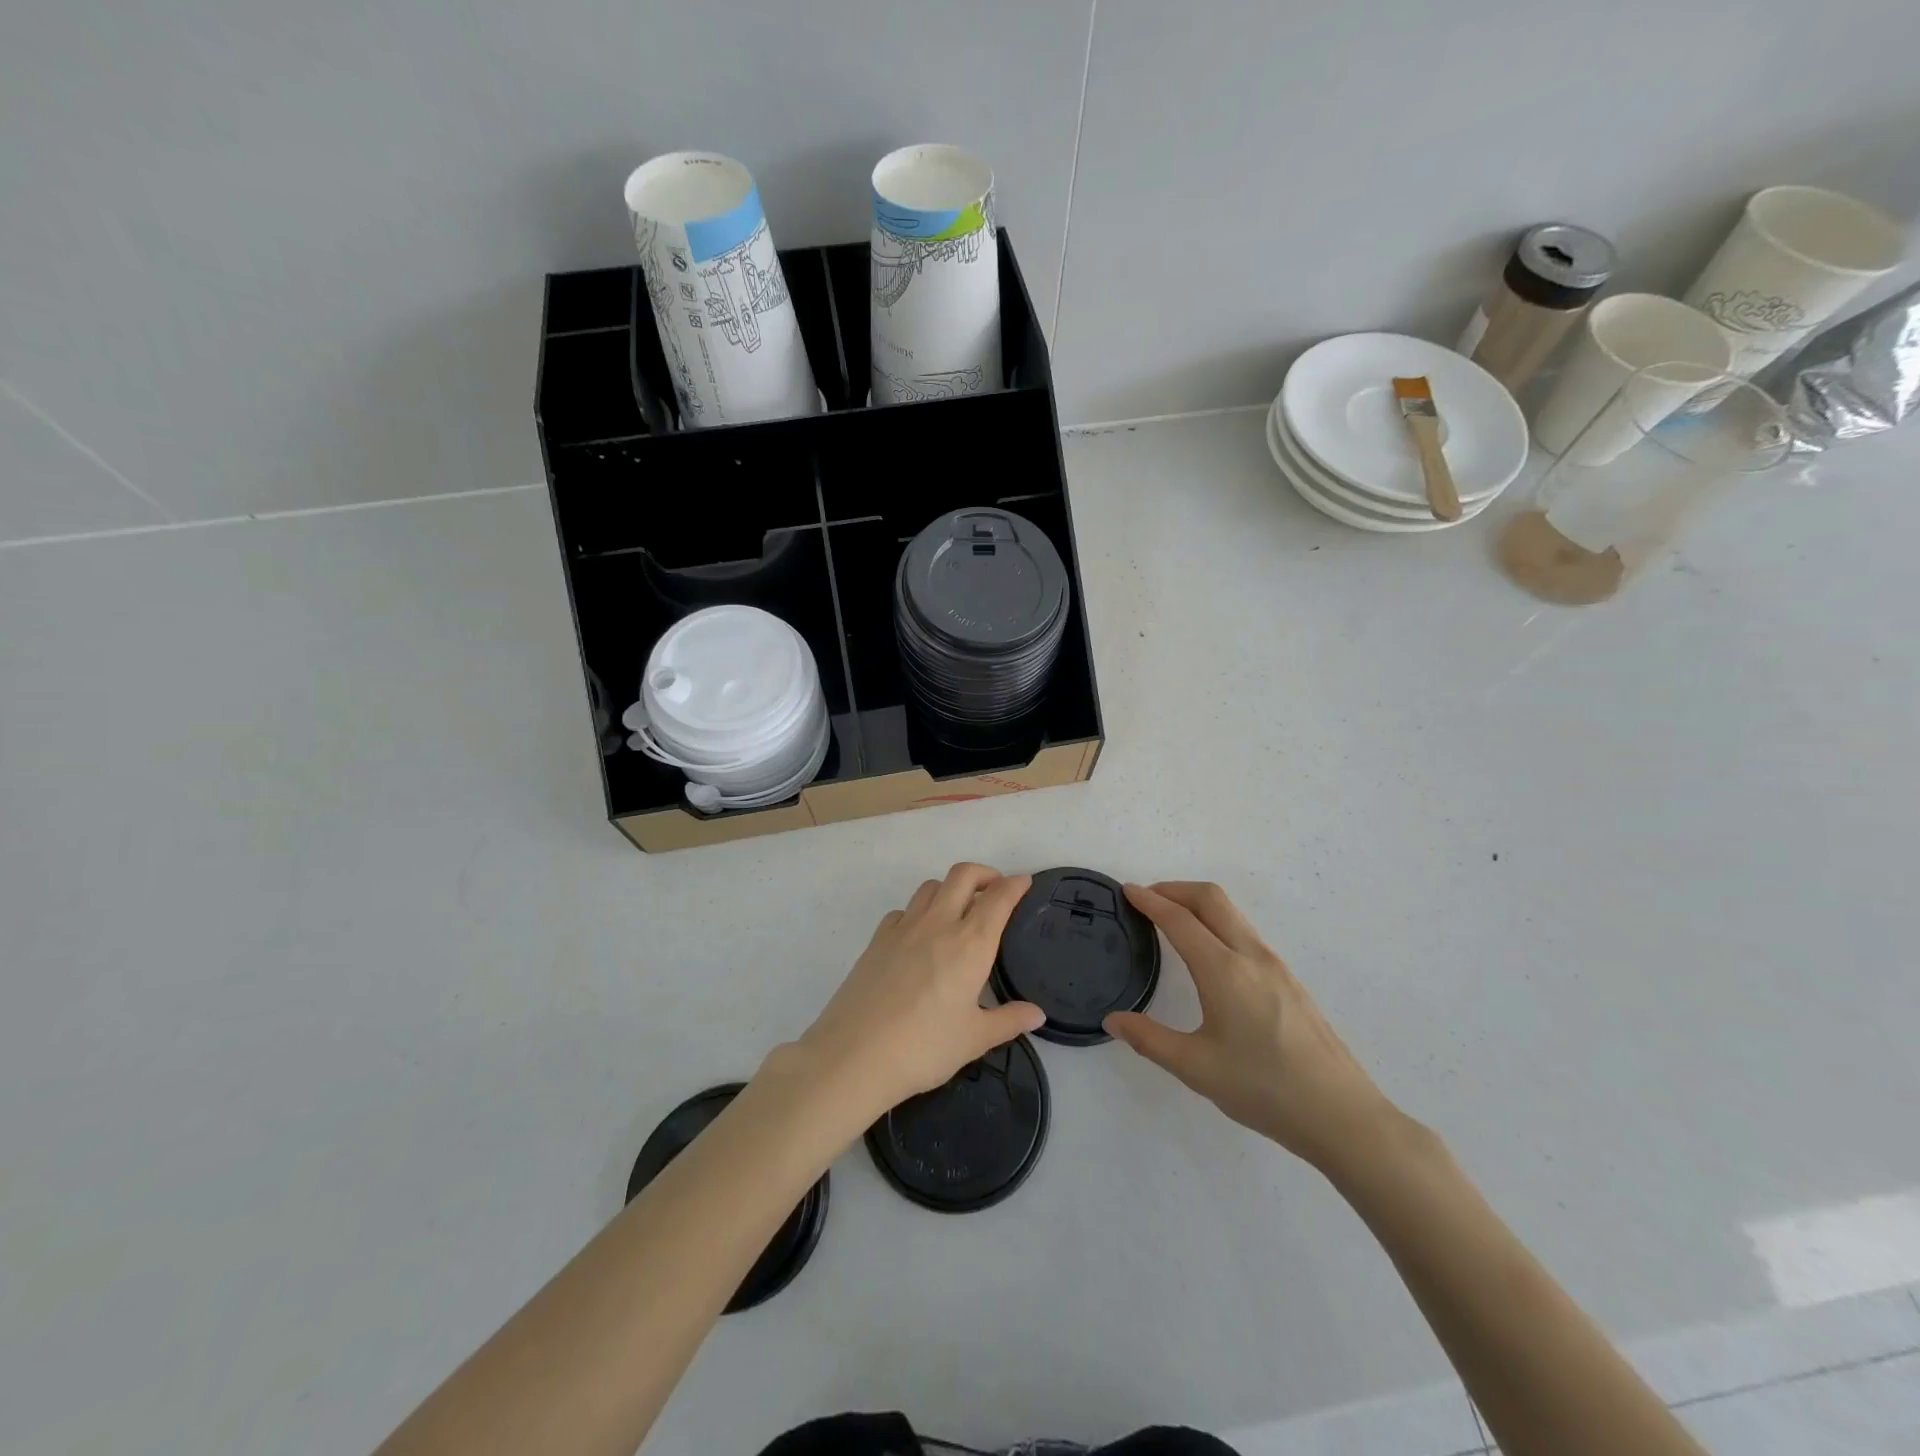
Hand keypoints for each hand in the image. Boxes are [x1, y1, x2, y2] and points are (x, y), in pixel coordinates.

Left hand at [793, 863, 1044, 1123]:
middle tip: (995, 890)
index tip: (1024, 882)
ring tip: (959, 910)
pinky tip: (919, 936)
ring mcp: (903, 928)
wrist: (854, 1054)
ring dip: (950, 888)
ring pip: (931, 887)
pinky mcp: (877, 939)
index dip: (1015, 885)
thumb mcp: (974, 1039)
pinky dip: (918, 911)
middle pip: (962, 875)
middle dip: (984, 873)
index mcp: (970, 944)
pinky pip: (903, 910)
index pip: (998, 899)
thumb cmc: (924, 1047)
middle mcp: (938, 924)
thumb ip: (1008, 1021)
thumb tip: (1037, 1014)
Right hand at [1105, 881, 1399, 1171]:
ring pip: (1232, 914)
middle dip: (1175, 889)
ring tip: (1173, 921)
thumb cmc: (1264, 1089)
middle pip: (1211, 898)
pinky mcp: (1290, 981)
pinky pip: (1246, 933)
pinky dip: (1218, 924)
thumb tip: (1113, 1021)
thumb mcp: (1196, 1068)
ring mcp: (1276, 966)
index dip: (1150, 901)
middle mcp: (1251, 956)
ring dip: (1198, 904)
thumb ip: (1149, 1039)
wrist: (1343, 1116)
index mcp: (1224, 971)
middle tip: (1147, 898)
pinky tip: (1209, 955)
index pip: (1179, 920)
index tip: (1127, 890)